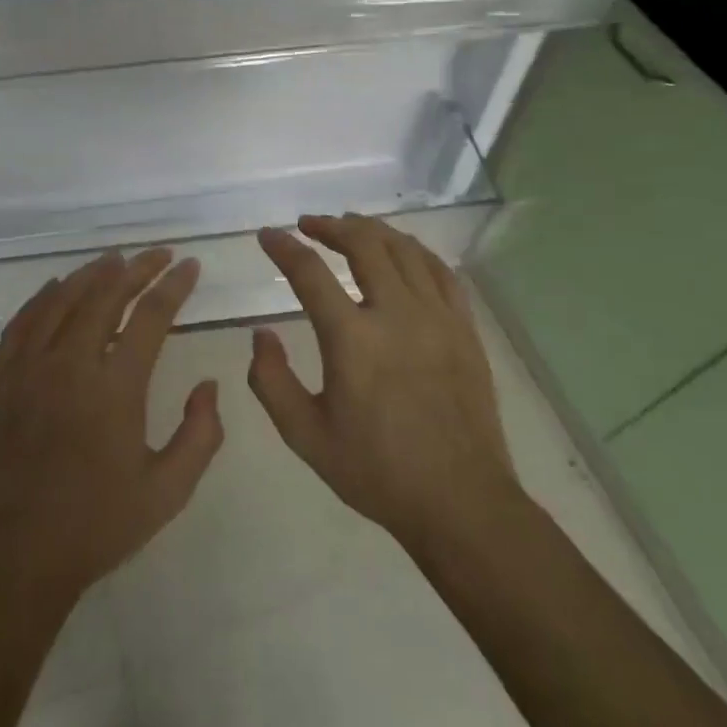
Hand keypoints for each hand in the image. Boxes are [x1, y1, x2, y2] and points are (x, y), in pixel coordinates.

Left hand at [0, 249, 222, 614]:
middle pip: (106, 295)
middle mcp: (69, 362)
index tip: (190, 266)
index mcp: (115, 386)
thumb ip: (200, 435)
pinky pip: (22, 321)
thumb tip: (209, 385)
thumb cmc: (91, 528)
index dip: (174, 286)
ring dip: (91, 274)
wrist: (4, 562)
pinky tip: (55, 289)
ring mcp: (25, 367)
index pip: (151, 316)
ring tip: (113, 260)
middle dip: (138, 268)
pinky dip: (44, 297)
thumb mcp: (165, 493)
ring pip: (62, 299)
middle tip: (158, 254)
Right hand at [249, 215, 519, 553]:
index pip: (309, 272)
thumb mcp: (306, 437)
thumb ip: (271, 382)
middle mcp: (396, 314)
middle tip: (309, 224)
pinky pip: (441, 272)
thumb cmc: (377, 471)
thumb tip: (261, 335)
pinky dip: (415, 252)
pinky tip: (403, 254)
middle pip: (363, 243)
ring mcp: (437, 317)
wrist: (460, 502)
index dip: (283, 247)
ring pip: (405, 249)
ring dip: (372, 231)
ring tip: (351, 229)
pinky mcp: (465, 329)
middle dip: (331, 226)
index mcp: (352, 339)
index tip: (267, 234)